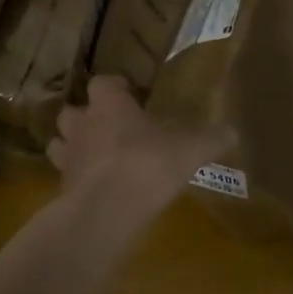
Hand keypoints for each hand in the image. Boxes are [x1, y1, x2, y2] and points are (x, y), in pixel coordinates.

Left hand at [48, 76, 228, 231]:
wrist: (107, 210)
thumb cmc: (148, 163)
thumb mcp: (191, 148)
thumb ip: (211, 138)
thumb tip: (232, 131)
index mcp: (109, 104)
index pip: (103, 83)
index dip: (115, 87)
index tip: (129, 93)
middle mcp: (82, 124)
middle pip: (72, 112)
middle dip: (87, 117)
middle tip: (109, 127)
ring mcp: (68, 158)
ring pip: (61, 143)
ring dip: (74, 147)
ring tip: (96, 157)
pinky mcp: (62, 189)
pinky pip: (66, 178)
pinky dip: (77, 180)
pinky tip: (97, 189)